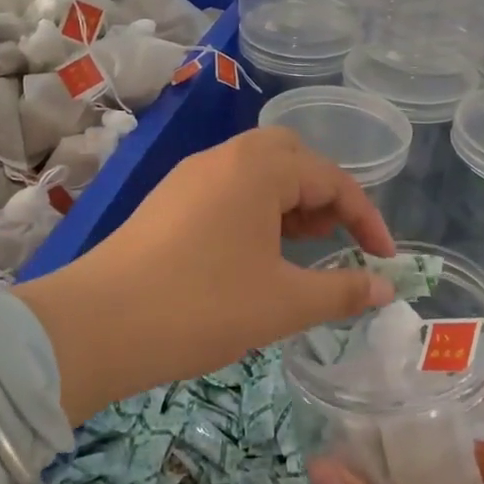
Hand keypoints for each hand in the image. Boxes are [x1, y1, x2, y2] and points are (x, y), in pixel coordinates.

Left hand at [16, 126, 396, 423]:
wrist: (97, 325)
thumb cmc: (203, 306)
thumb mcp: (283, 303)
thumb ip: (341, 291)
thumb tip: (385, 288)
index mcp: (258, 168)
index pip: (331, 179)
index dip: (366, 218)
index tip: (384, 259)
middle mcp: (223, 158)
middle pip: (290, 158)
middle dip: (322, 195)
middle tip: (331, 238)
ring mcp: (188, 176)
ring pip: (255, 172)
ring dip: (286, 201)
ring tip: (297, 248)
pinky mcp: (166, 200)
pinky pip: (225, 190)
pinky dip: (253, 210)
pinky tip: (252, 255)